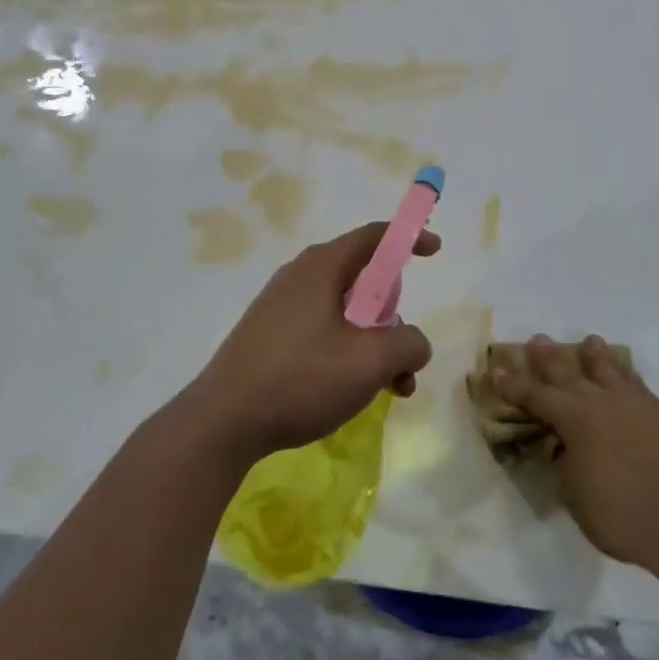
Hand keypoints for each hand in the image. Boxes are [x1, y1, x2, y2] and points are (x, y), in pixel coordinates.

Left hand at [190, 223, 439, 464]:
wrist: (223, 423)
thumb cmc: (301, 379)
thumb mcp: (371, 361)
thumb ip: (408, 343)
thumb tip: (413, 343)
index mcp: (321, 268)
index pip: (374, 237)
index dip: (409, 239)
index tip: (435, 250)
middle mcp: (299, 278)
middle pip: (362, 280)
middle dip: (394, 316)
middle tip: (405, 350)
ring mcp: (280, 308)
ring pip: (345, 314)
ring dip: (375, 345)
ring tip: (391, 388)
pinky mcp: (269, 337)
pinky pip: (322, 333)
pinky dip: (348, 354)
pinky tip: (354, 393)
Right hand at [491, 335, 658, 572]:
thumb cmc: (621, 515)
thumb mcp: (575, 495)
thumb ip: (566, 465)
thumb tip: (567, 448)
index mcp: (576, 420)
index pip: (537, 397)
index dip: (514, 385)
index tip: (496, 369)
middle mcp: (604, 403)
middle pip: (570, 374)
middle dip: (549, 359)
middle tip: (537, 340)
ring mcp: (637, 406)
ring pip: (611, 371)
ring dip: (596, 356)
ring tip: (589, 341)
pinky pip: (638, 385)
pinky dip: (627, 375)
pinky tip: (626, 375)